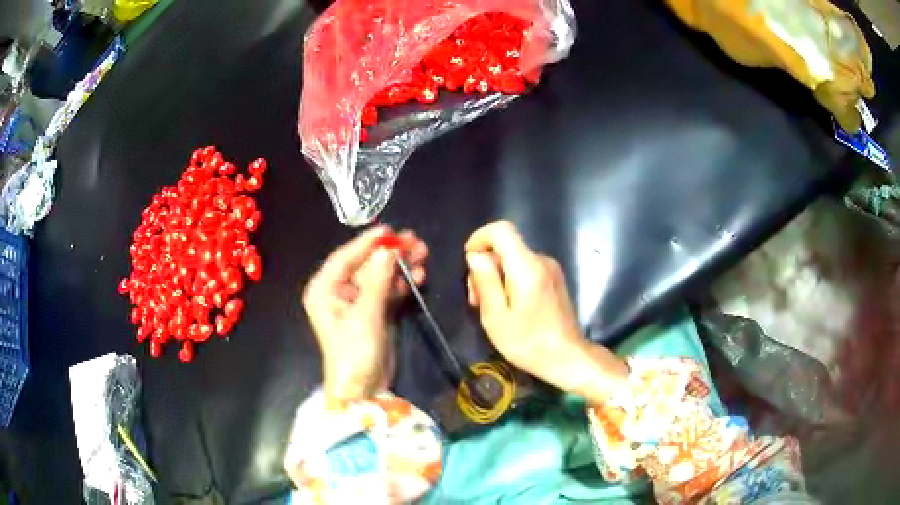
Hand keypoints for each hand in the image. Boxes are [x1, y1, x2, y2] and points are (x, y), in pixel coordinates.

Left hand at [302, 225, 427, 406]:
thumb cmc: (354, 352)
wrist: (363, 389)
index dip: (368, 242)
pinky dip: (402, 283)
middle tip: (416, 241)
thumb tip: (389, 250)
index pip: (345, 257)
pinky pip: (388, 290)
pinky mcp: (374, 312)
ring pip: (380, 276)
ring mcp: (358, 302)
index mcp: (325, 289)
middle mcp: (338, 291)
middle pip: (366, 264)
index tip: (390, 230)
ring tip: (423, 254)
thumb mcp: (365, 315)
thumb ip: (378, 280)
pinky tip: (419, 275)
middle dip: (390, 254)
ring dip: (401, 266)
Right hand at [464, 221, 625, 400]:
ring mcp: (551, 270)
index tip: (468, 260)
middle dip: (485, 266)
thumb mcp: (496, 317)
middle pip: (506, 247)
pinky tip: (509, 308)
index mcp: (527, 267)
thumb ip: (485, 282)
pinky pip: (526, 269)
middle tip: (476, 300)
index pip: (502, 230)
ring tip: (491, 308)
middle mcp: (542, 260)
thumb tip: (475, 256)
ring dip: (497, 277)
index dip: (480, 237)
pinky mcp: (555, 280)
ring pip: (515, 260)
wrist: (568, 358)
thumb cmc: (529, 342)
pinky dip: (511, 281)